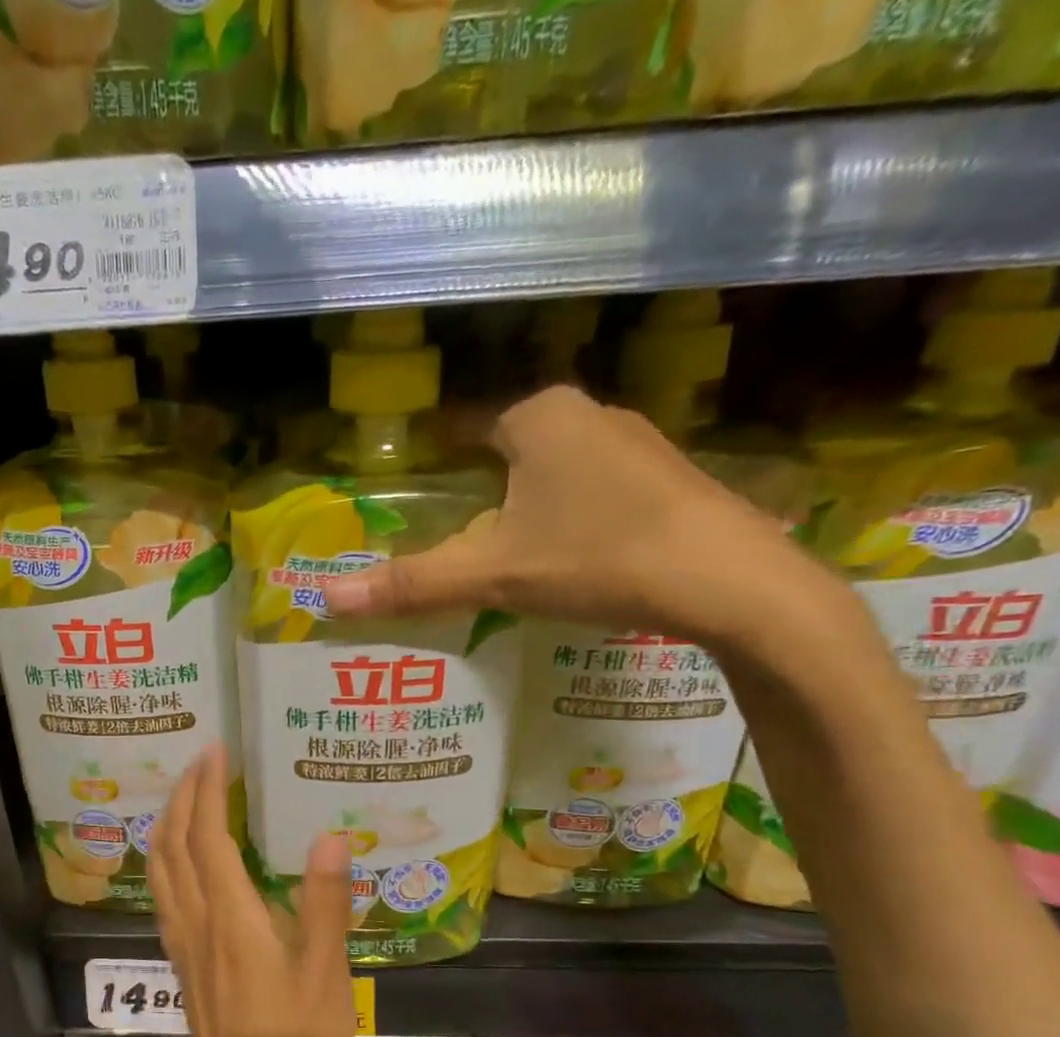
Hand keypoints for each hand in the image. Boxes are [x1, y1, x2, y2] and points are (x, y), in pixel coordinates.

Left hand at [149, 744, 356, 1036]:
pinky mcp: (186, 972)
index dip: (206, 789)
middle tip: (202, 762)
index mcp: (231, 922)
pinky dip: (169, 862)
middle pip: (171, 847)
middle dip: (180, 797)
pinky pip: (167, 899)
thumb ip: (326, 905)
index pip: (206, 837)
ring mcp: (185, 951)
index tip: (216, 750)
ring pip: (161, 873)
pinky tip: (189, 864)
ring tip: (189, 798)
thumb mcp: (329, 982)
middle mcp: (197, 927)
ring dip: (168, 826)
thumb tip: (328, 835)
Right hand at [322, 384, 828, 647]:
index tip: (410, 488)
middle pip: (508, 447)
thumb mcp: (495, 575)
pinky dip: (569, 512)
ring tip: (501, 548)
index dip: (432, 456)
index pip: (463, 425)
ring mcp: (636, 442)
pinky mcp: (667, 477)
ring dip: (525, 499)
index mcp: (538, 418)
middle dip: (478, 484)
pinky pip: (594, 486)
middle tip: (450, 532)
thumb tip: (328, 600)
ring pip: (555, 466)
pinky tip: (569, 553)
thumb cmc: (598, 559)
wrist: (731, 580)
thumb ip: (414, 584)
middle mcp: (587, 413)